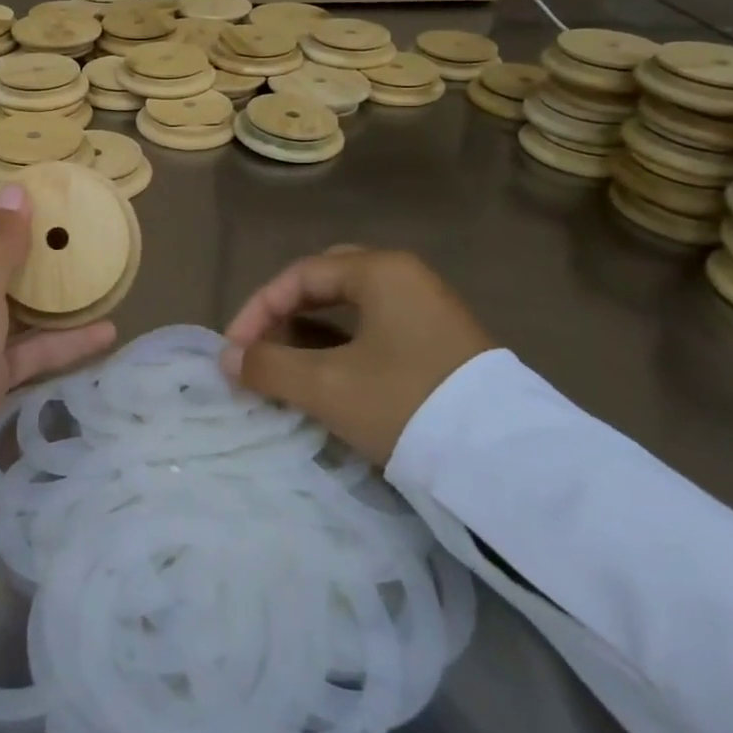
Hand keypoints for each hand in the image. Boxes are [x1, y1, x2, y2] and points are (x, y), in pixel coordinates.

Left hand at [0, 187, 116, 420]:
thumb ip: (0, 237)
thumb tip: (15, 190)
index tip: (40, 204)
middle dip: (28, 249)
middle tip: (73, 236)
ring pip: (10, 304)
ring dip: (50, 296)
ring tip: (94, 278)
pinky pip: (24, 346)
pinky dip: (59, 340)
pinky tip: (106, 331)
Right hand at [221, 248, 494, 464]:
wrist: (505, 461)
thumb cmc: (405, 403)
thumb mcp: (327, 386)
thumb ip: (268, 366)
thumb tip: (227, 358)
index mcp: (381, 271)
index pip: (300, 275)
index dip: (258, 310)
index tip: (235, 350)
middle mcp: (407, 278)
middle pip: (327, 282)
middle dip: (285, 312)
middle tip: (263, 345)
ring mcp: (430, 310)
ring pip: (354, 307)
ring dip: (313, 332)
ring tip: (289, 365)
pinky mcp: (443, 343)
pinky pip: (378, 329)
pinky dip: (344, 345)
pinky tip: (331, 376)